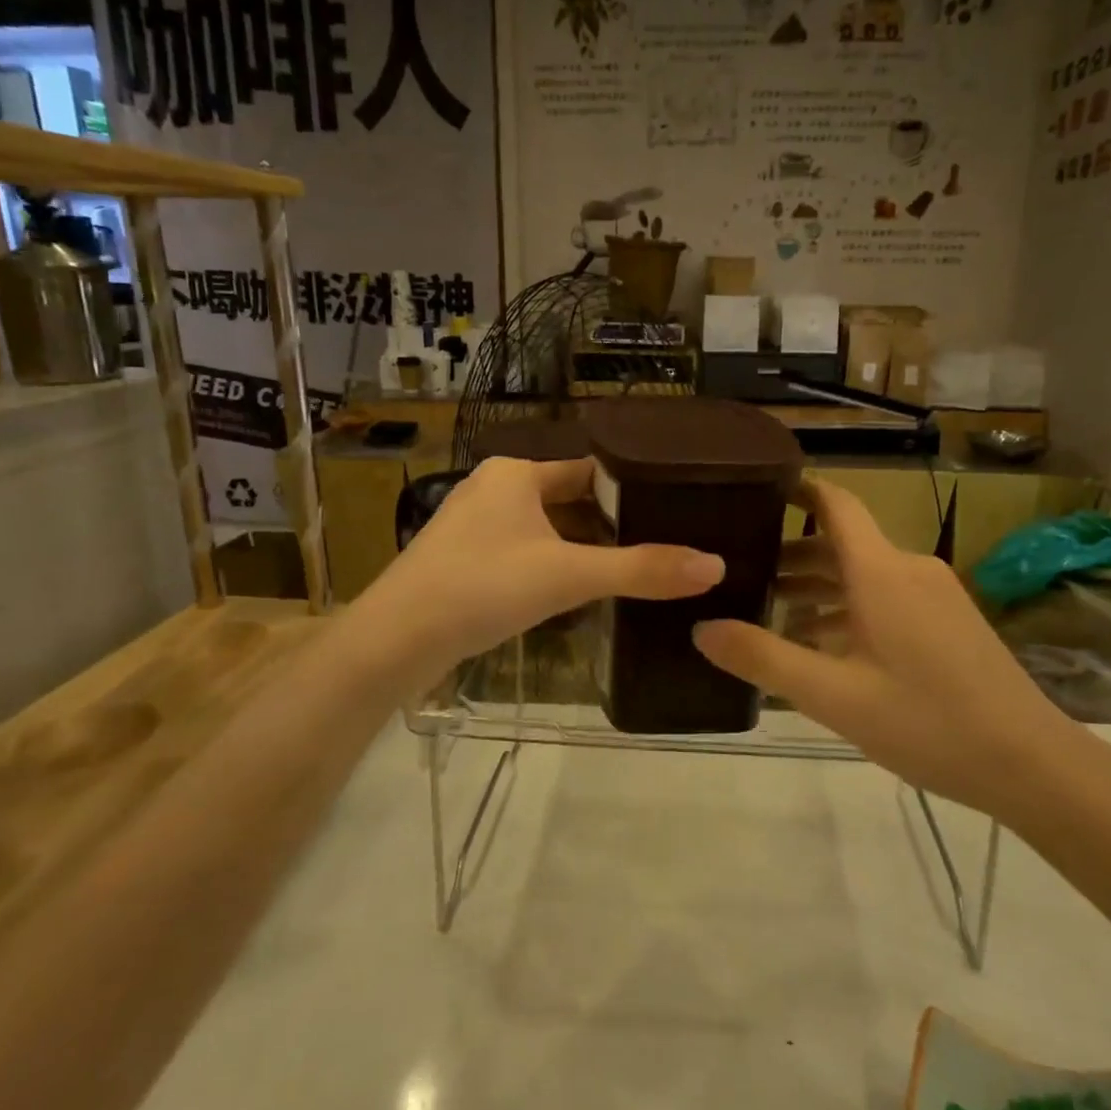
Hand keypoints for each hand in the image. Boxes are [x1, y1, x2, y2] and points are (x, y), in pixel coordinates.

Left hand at [353, 456, 724, 688]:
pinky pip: (522, 553)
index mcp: (516, 473)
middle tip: (662, 545)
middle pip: (568, 500)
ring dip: (581, 548)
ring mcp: (473, 525)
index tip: (674, 509)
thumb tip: (715, 566)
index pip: (590, 470)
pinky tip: (575, 593)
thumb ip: (641, 570)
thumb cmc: (482, 587)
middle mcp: (493, 488)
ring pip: (544, 529)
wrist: (395, 640)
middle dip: (610, 524)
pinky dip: (551, 567)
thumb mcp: (568, 575)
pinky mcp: (461, 560)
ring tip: (631, 570)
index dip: (631, 489)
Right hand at [692, 478, 1077, 818]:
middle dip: (790, 554)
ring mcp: (933, 595)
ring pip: (862, 574)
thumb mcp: (834, 695)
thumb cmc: (927, 721)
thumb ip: (763, 658)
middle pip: (841, 543)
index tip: (753, 491)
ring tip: (768, 613)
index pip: (835, 504)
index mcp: (881, 572)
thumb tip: (701, 628)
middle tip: (738, 573)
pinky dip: (847, 609)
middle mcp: (908, 569)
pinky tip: (821, 646)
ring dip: (817, 587)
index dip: (796, 489)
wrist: (1032, 763)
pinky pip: (885, 598)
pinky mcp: (948, 621)